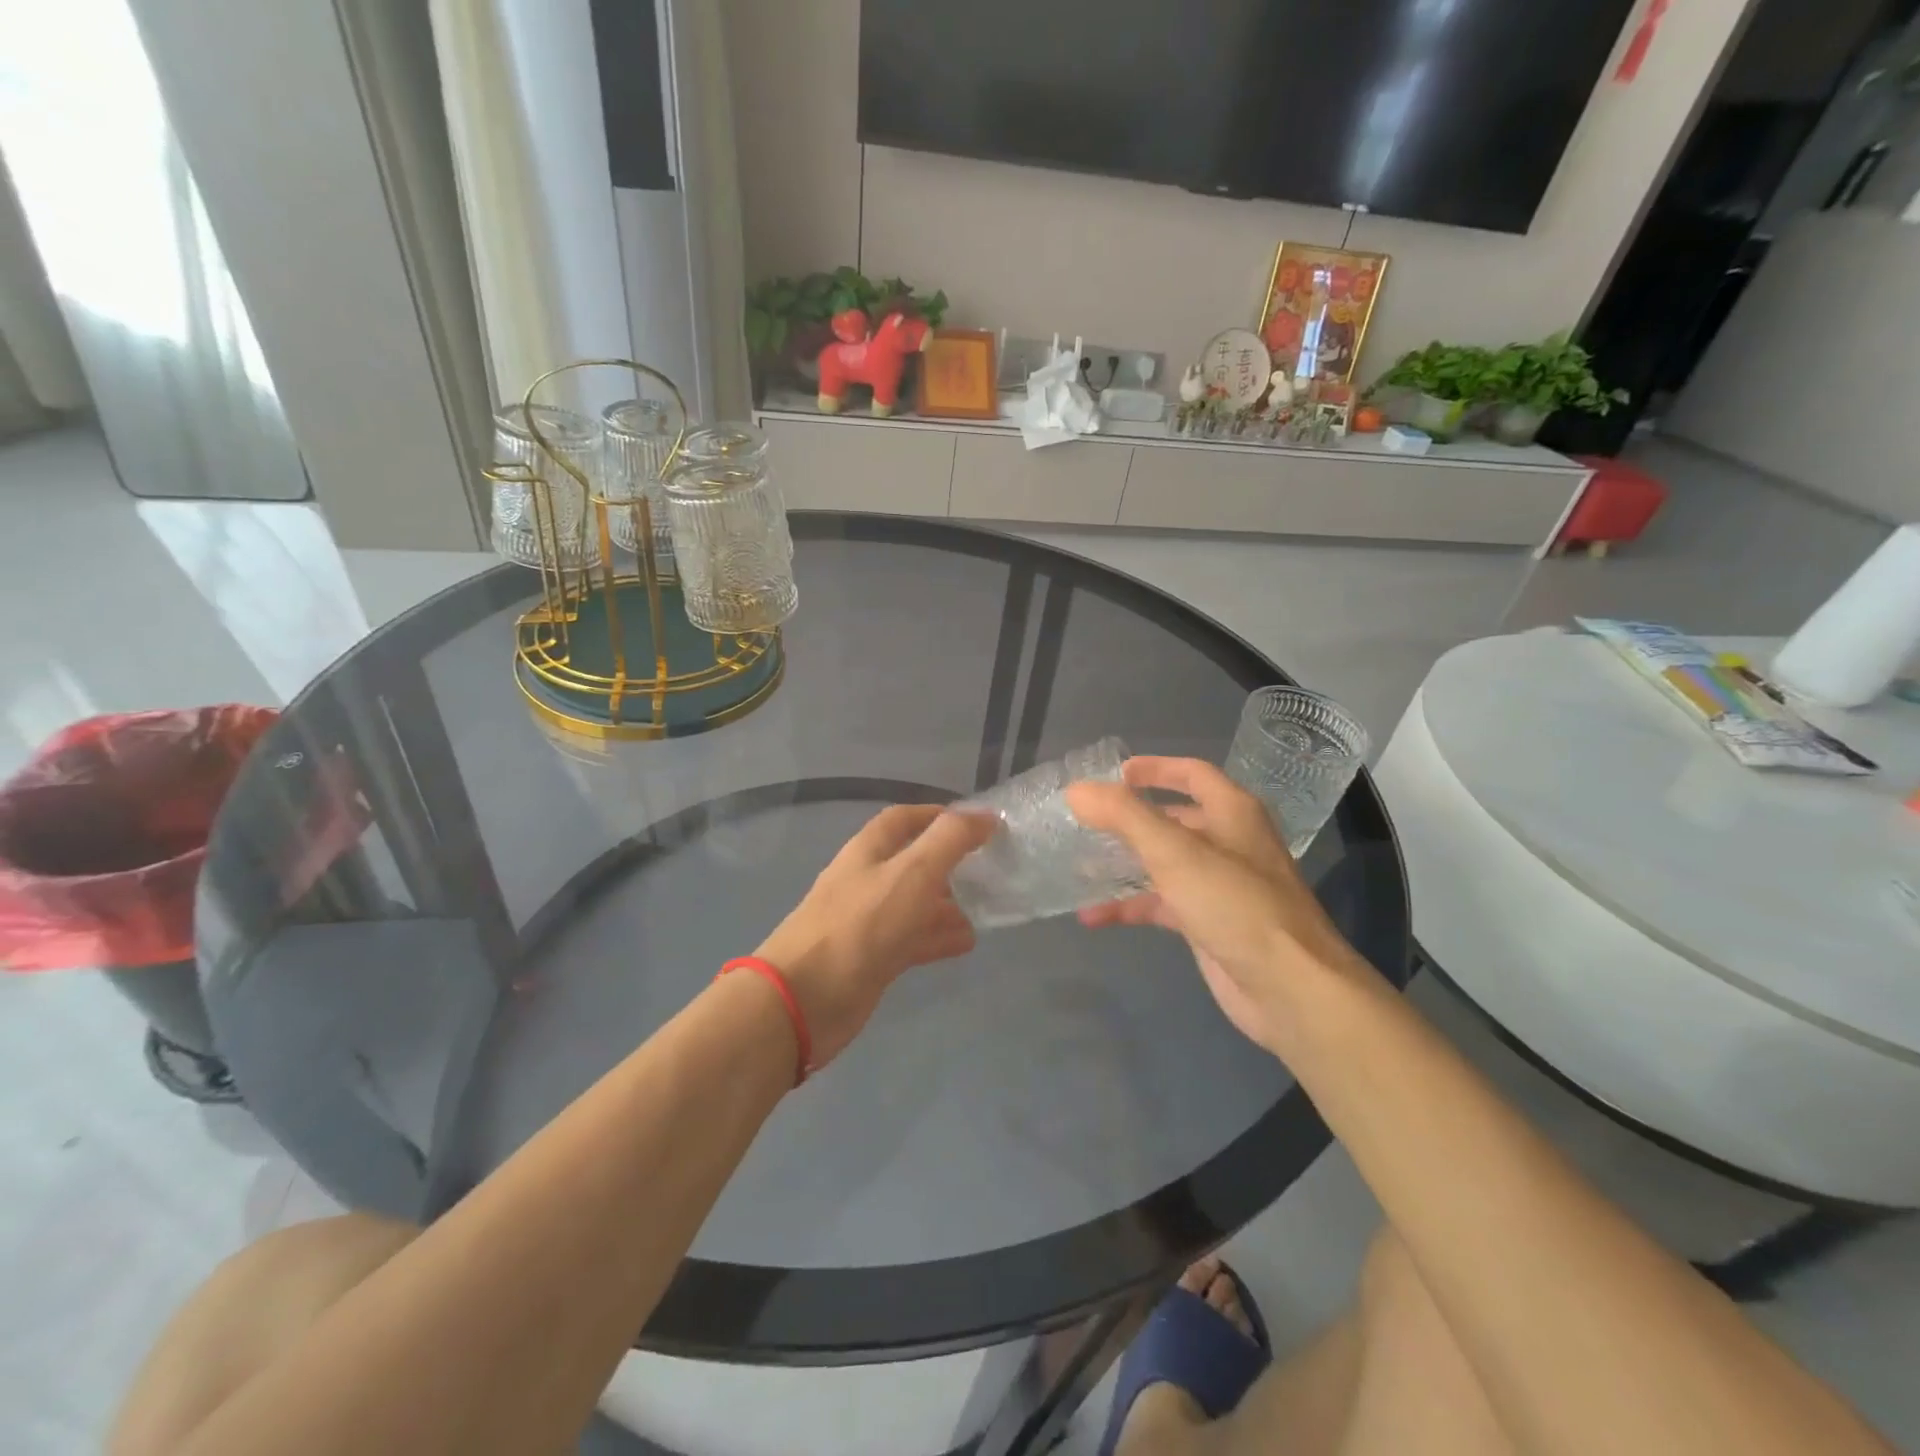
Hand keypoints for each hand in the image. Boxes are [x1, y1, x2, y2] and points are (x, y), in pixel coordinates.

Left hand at [754, 805, 997, 1067]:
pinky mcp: (872, 958)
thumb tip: (985, 815)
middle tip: (989, 869)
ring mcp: (868, 921)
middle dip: (949, 862)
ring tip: (986, 907)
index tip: (978, 823)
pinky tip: (966, 942)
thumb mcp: (912, 872)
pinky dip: (938, 937)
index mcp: (869, 850)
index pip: (904, 819)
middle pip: (912, 862)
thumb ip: (950, 840)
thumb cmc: (861, 924)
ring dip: (947, 903)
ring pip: (914, 903)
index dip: (938, 815)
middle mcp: (867, 880)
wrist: (807, 997)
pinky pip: (911, 939)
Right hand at [1066, 757, 1373, 1055]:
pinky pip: (1163, 905)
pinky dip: (1131, 906)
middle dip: (1132, 819)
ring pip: (1165, 864)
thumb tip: (1076, 790)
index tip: (1114, 773)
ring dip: (1125, 863)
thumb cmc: (1235, 904)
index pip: (1192, 774)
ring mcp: (1220, 886)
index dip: (1155, 768)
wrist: (1290, 988)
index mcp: (1233, 813)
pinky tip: (1093, 917)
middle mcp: (1229, 843)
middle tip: (1087, 821)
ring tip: (1079, 865)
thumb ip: (1124, 816)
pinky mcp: (1210, 924)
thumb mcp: (1175, 852)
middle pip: (1175, 819)